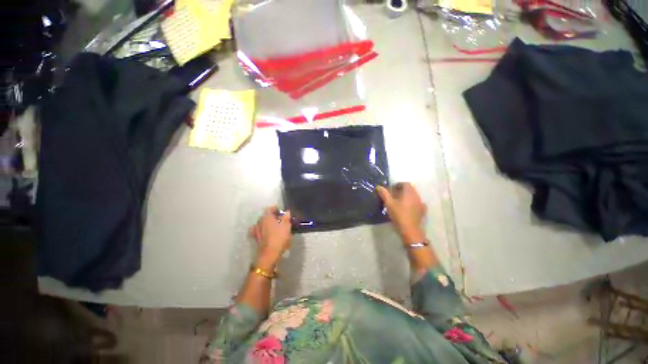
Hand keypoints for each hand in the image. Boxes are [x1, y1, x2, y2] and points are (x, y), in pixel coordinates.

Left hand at [249, 207, 291, 268]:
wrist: (269, 254)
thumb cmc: (279, 237)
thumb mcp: (287, 226)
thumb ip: (286, 217)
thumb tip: (287, 211)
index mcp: (267, 216)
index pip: (270, 208)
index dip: (276, 209)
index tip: (282, 212)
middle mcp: (259, 221)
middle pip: (266, 215)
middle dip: (272, 216)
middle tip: (281, 220)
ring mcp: (256, 230)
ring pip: (262, 223)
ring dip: (268, 223)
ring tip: (274, 227)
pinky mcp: (255, 238)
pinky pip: (259, 231)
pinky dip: (263, 230)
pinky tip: (267, 233)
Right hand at [376, 183, 426, 243]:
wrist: (410, 231)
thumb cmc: (398, 215)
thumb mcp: (388, 204)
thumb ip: (384, 194)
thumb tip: (378, 186)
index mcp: (409, 192)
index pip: (404, 183)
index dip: (397, 185)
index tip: (390, 190)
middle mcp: (416, 195)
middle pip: (410, 189)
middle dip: (401, 190)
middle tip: (393, 196)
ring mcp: (421, 203)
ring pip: (413, 196)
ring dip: (406, 196)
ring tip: (399, 203)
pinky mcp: (423, 211)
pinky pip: (417, 203)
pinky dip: (411, 203)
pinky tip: (407, 209)